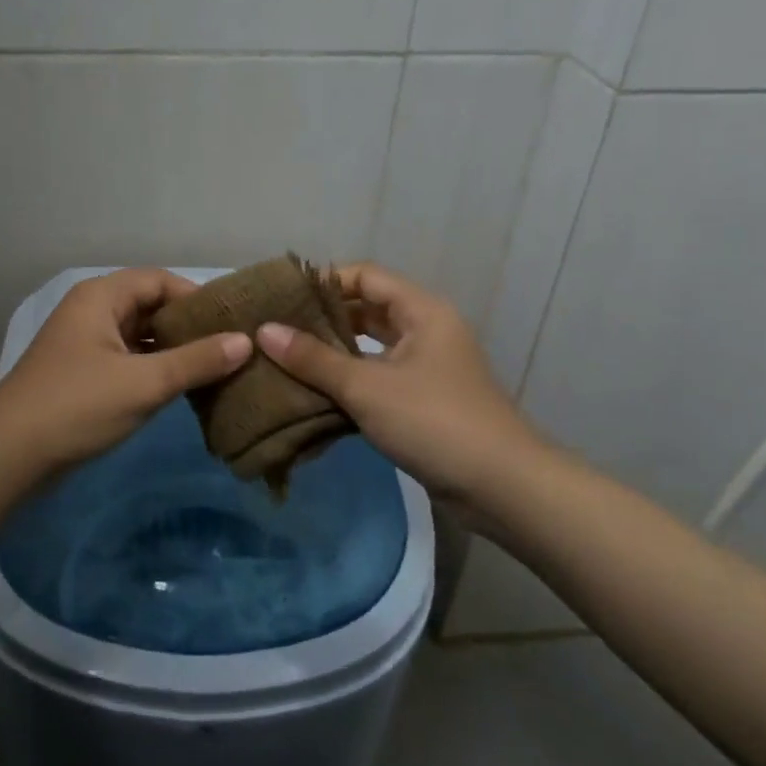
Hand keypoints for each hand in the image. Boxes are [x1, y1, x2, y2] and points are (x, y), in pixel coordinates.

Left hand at [0, 268, 252, 469]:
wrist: (8, 456)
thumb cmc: (77, 406)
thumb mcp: (143, 383)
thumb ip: (196, 361)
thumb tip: (246, 342)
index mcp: (101, 297)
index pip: (160, 280)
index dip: (197, 298)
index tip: (232, 322)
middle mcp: (92, 311)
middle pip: (150, 306)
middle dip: (188, 326)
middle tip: (231, 347)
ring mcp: (86, 343)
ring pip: (141, 335)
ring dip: (174, 350)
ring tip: (216, 368)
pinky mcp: (84, 373)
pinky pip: (129, 359)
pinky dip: (155, 368)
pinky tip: (183, 388)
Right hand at [254, 262, 539, 498]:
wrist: (502, 489)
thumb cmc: (434, 422)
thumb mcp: (366, 387)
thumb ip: (314, 359)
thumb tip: (263, 331)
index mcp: (421, 311)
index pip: (365, 276)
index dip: (325, 282)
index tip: (283, 298)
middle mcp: (425, 330)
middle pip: (367, 310)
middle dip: (323, 319)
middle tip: (276, 329)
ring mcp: (426, 366)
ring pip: (370, 347)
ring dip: (333, 353)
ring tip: (286, 359)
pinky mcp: (423, 400)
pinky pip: (378, 377)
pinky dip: (349, 381)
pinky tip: (313, 393)